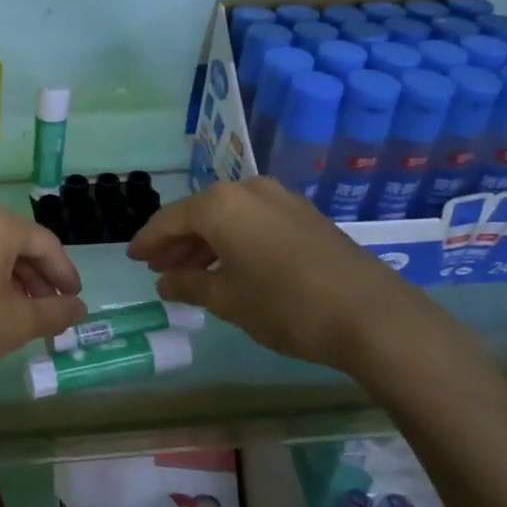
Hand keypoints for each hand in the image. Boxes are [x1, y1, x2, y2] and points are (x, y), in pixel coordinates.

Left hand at [0, 201, 86, 399]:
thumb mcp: (16, 324)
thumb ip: (54, 312)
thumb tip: (80, 307)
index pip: (45, 244)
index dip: (65, 274)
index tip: (76, 302)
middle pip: (17, 244)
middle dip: (39, 279)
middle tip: (52, 313)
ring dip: (13, 281)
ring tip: (25, 317)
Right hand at [126, 177, 470, 380]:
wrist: (374, 316)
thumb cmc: (286, 306)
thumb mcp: (228, 300)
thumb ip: (189, 285)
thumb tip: (165, 281)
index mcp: (220, 204)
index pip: (169, 220)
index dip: (148, 241)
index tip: (133, 258)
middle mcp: (247, 190)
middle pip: (199, 214)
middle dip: (177, 243)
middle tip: (159, 269)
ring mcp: (280, 199)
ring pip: (228, 218)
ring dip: (206, 243)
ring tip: (191, 274)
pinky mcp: (305, 215)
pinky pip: (254, 222)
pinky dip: (235, 241)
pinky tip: (231, 267)